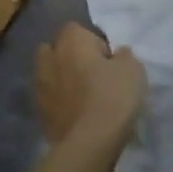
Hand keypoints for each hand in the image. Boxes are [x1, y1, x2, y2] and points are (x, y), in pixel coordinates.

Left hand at [35, 23, 146, 150]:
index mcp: (71, 41)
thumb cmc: (113, 96)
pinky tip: (77, 114)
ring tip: (84, 95)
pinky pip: (51, 98)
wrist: (90, 142)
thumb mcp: (133, 69)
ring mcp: (40, 85)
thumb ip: (123, 56)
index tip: (109, 60)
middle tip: (93, 74)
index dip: (94, 43)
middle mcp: (50, 58)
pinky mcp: (39, 111)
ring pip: (50, 74)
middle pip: (57, 49)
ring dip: (63, 79)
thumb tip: (117, 55)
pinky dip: (60, 102)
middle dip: (71, 57)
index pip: (77, 29)